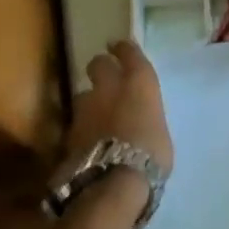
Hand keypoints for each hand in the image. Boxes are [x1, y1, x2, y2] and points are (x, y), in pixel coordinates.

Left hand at [66, 39, 173, 176]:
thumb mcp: (159, 130)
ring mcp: (86, 107)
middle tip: (104, 78)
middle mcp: (110, 86)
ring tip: (94, 116)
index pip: (128, 51)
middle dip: (100, 68)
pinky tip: (86, 140)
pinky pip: (75, 123)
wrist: (115, 181)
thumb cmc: (151, 153)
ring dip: (88, 102)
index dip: (123, 48)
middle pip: (98, 64)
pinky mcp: (69, 132)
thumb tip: (140, 122)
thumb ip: (146, 117)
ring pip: (82, 94)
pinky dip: (81, 129)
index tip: (119, 47)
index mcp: (138, 80)